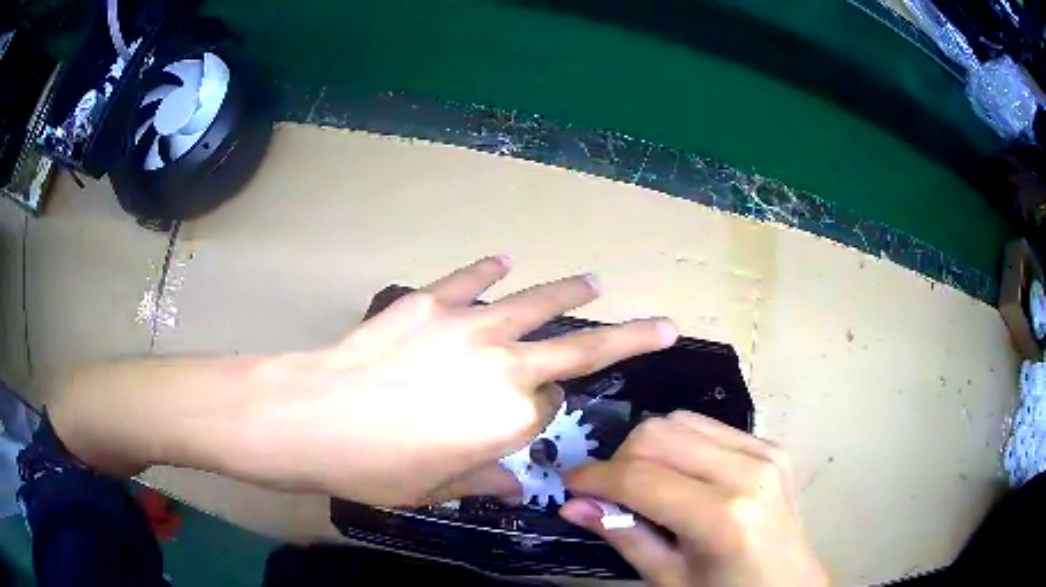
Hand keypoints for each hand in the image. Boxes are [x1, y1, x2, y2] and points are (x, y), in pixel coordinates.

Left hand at [212, 256, 676, 504]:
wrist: (315, 416)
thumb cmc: (376, 467)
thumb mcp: (435, 488)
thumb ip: (483, 480)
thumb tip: (514, 487)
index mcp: (511, 419)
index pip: (550, 407)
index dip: (542, 412)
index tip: (529, 415)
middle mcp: (506, 366)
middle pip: (580, 349)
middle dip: (629, 338)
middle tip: (660, 324)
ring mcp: (471, 325)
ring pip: (538, 302)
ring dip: (571, 292)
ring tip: (594, 281)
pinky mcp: (432, 301)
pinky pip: (472, 279)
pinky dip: (490, 269)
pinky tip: (504, 260)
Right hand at [559, 412, 829, 586]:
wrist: (789, 585)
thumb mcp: (669, 579)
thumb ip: (623, 536)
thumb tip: (572, 504)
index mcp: (723, 517)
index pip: (640, 477)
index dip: (595, 478)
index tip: (570, 484)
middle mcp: (748, 471)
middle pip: (659, 433)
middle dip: (620, 458)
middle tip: (609, 491)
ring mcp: (765, 451)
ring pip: (681, 420)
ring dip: (649, 448)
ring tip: (643, 483)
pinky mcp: (771, 444)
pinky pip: (708, 426)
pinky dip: (680, 444)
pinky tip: (680, 475)